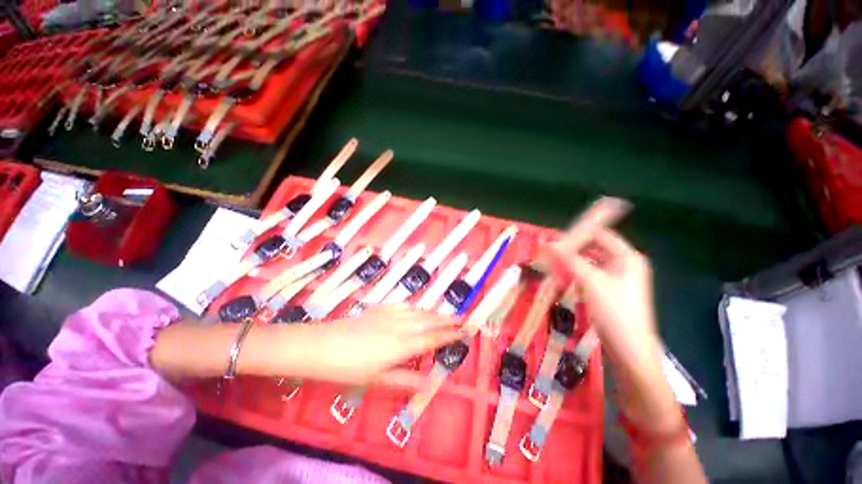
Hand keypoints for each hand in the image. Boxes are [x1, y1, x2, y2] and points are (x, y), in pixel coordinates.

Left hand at [295, 305, 462, 385]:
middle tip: (463, 318)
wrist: (322, 345)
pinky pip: (404, 305)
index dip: (450, 335)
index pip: (433, 338)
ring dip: (434, 312)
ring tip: (446, 313)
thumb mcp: (378, 380)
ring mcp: (390, 314)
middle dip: (448, 320)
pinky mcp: (380, 309)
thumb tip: (430, 383)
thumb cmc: (349, 368)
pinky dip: (416, 306)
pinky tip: (417, 308)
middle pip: (430, 320)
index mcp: (403, 345)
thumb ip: (406, 380)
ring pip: (419, 311)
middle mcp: (401, 326)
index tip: (465, 331)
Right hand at [551, 229, 679, 434]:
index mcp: (627, 257)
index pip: (599, 234)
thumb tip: (547, 243)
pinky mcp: (608, 291)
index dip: (577, 235)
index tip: (554, 242)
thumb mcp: (591, 283)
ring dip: (570, 264)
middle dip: (570, 251)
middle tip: (549, 256)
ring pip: (587, 262)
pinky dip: (574, 275)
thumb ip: (569, 260)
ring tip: (551, 268)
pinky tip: (562, 280)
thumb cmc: (616, 314)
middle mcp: (623, 264)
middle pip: (592, 248)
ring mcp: (616, 279)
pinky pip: (588, 275)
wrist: (630, 353)